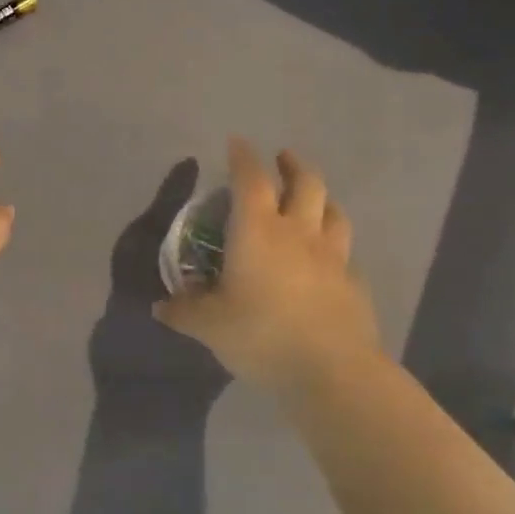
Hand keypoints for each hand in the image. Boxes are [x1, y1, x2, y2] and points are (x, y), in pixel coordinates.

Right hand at [154, 139, 383, 396]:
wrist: (331, 371)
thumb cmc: (261, 335)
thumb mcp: (209, 326)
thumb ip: (184, 311)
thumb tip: (160, 306)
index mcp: (258, 232)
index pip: (251, 180)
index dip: (244, 157)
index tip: (237, 143)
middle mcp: (298, 233)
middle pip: (305, 184)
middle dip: (292, 165)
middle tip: (283, 159)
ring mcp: (332, 257)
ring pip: (334, 211)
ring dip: (321, 198)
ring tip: (313, 199)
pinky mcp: (354, 283)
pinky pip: (344, 251)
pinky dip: (334, 243)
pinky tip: (327, 258)